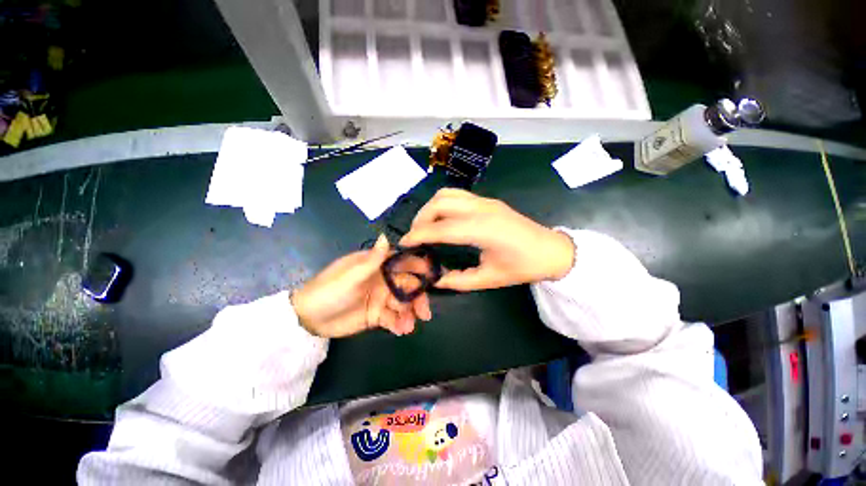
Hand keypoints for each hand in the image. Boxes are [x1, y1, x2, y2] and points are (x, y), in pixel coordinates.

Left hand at [290, 235, 431, 337]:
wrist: (309, 319)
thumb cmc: (329, 290)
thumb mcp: (350, 275)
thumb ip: (372, 260)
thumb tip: (387, 235)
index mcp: (377, 265)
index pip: (403, 262)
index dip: (419, 268)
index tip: (433, 278)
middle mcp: (383, 279)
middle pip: (408, 285)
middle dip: (418, 298)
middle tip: (424, 313)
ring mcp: (381, 297)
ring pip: (403, 303)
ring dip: (409, 314)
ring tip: (408, 326)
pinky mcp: (377, 314)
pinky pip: (393, 317)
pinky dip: (399, 323)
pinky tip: (400, 330)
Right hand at [399, 189, 574, 290]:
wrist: (551, 250)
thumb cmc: (523, 267)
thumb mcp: (490, 278)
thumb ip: (459, 280)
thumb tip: (435, 279)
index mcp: (483, 229)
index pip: (441, 228)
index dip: (419, 235)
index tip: (404, 243)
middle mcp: (481, 209)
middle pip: (440, 203)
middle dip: (421, 218)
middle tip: (414, 236)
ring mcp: (485, 201)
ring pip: (447, 194)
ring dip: (430, 208)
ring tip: (425, 226)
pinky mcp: (488, 200)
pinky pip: (457, 195)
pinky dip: (442, 204)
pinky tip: (443, 219)